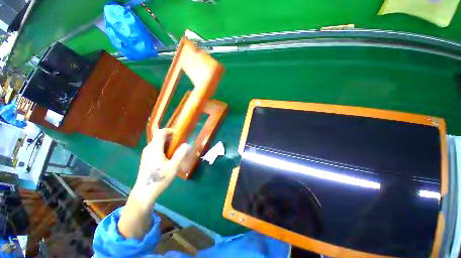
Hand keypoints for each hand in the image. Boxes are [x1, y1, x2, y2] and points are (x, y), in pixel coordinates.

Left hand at [118, 129, 187, 238]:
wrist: (144, 192)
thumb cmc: (159, 178)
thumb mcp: (174, 166)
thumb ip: (181, 153)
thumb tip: (187, 144)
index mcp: (154, 148)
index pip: (160, 132)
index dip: (170, 130)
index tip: (179, 135)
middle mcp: (149, 148)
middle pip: (159, 136)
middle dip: (171, 138)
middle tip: (180, 144)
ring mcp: (146, 153)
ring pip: (158, 142)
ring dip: (168, 143)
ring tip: (176, 151)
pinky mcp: (147, 158)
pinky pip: (156, 148)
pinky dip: (164, 148)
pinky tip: (169, 158)